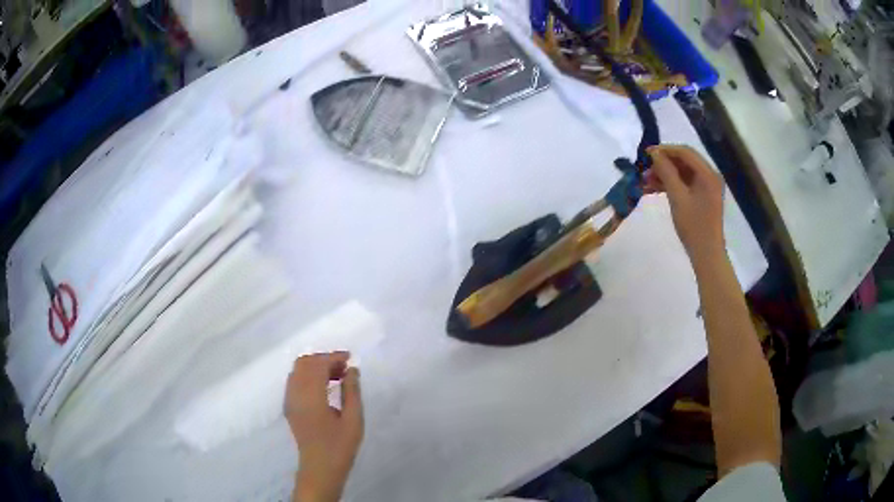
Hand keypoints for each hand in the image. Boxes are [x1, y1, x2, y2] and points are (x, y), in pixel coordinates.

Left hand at [286, 352, 363, 501]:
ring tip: (337, 376)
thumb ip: (352, 392)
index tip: (350, 359)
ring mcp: (289, 400)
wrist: (320, 469)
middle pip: (304, 363)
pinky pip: (295, 381)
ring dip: (315, 366)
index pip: (318, 365)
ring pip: (297, 370)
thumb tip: (352, 370)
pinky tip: (324, 387)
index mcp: (311, 397)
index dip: (333, 357)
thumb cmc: (340, 447)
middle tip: (344, 368)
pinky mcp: (289, 407)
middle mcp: (295, 394)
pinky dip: (308, 376)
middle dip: (324, 359)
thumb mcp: (353, 421)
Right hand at [645, 145, 724, 264]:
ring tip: (646, 181)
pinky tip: (655, 188)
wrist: (706, 254)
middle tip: (645, 169)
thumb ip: (666, 172)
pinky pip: (686, 183)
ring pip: (683, 172)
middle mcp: (710, 176)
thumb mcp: (677, 197)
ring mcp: (707, 186)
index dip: (665, 150)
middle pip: (685, 160)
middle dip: (664, 163)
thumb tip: (654, 153)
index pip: (685, 152)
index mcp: (708, 174)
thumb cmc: (693, 226)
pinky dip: (671, 183)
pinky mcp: (703, 196)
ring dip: (665, 174)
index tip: (646, 154)